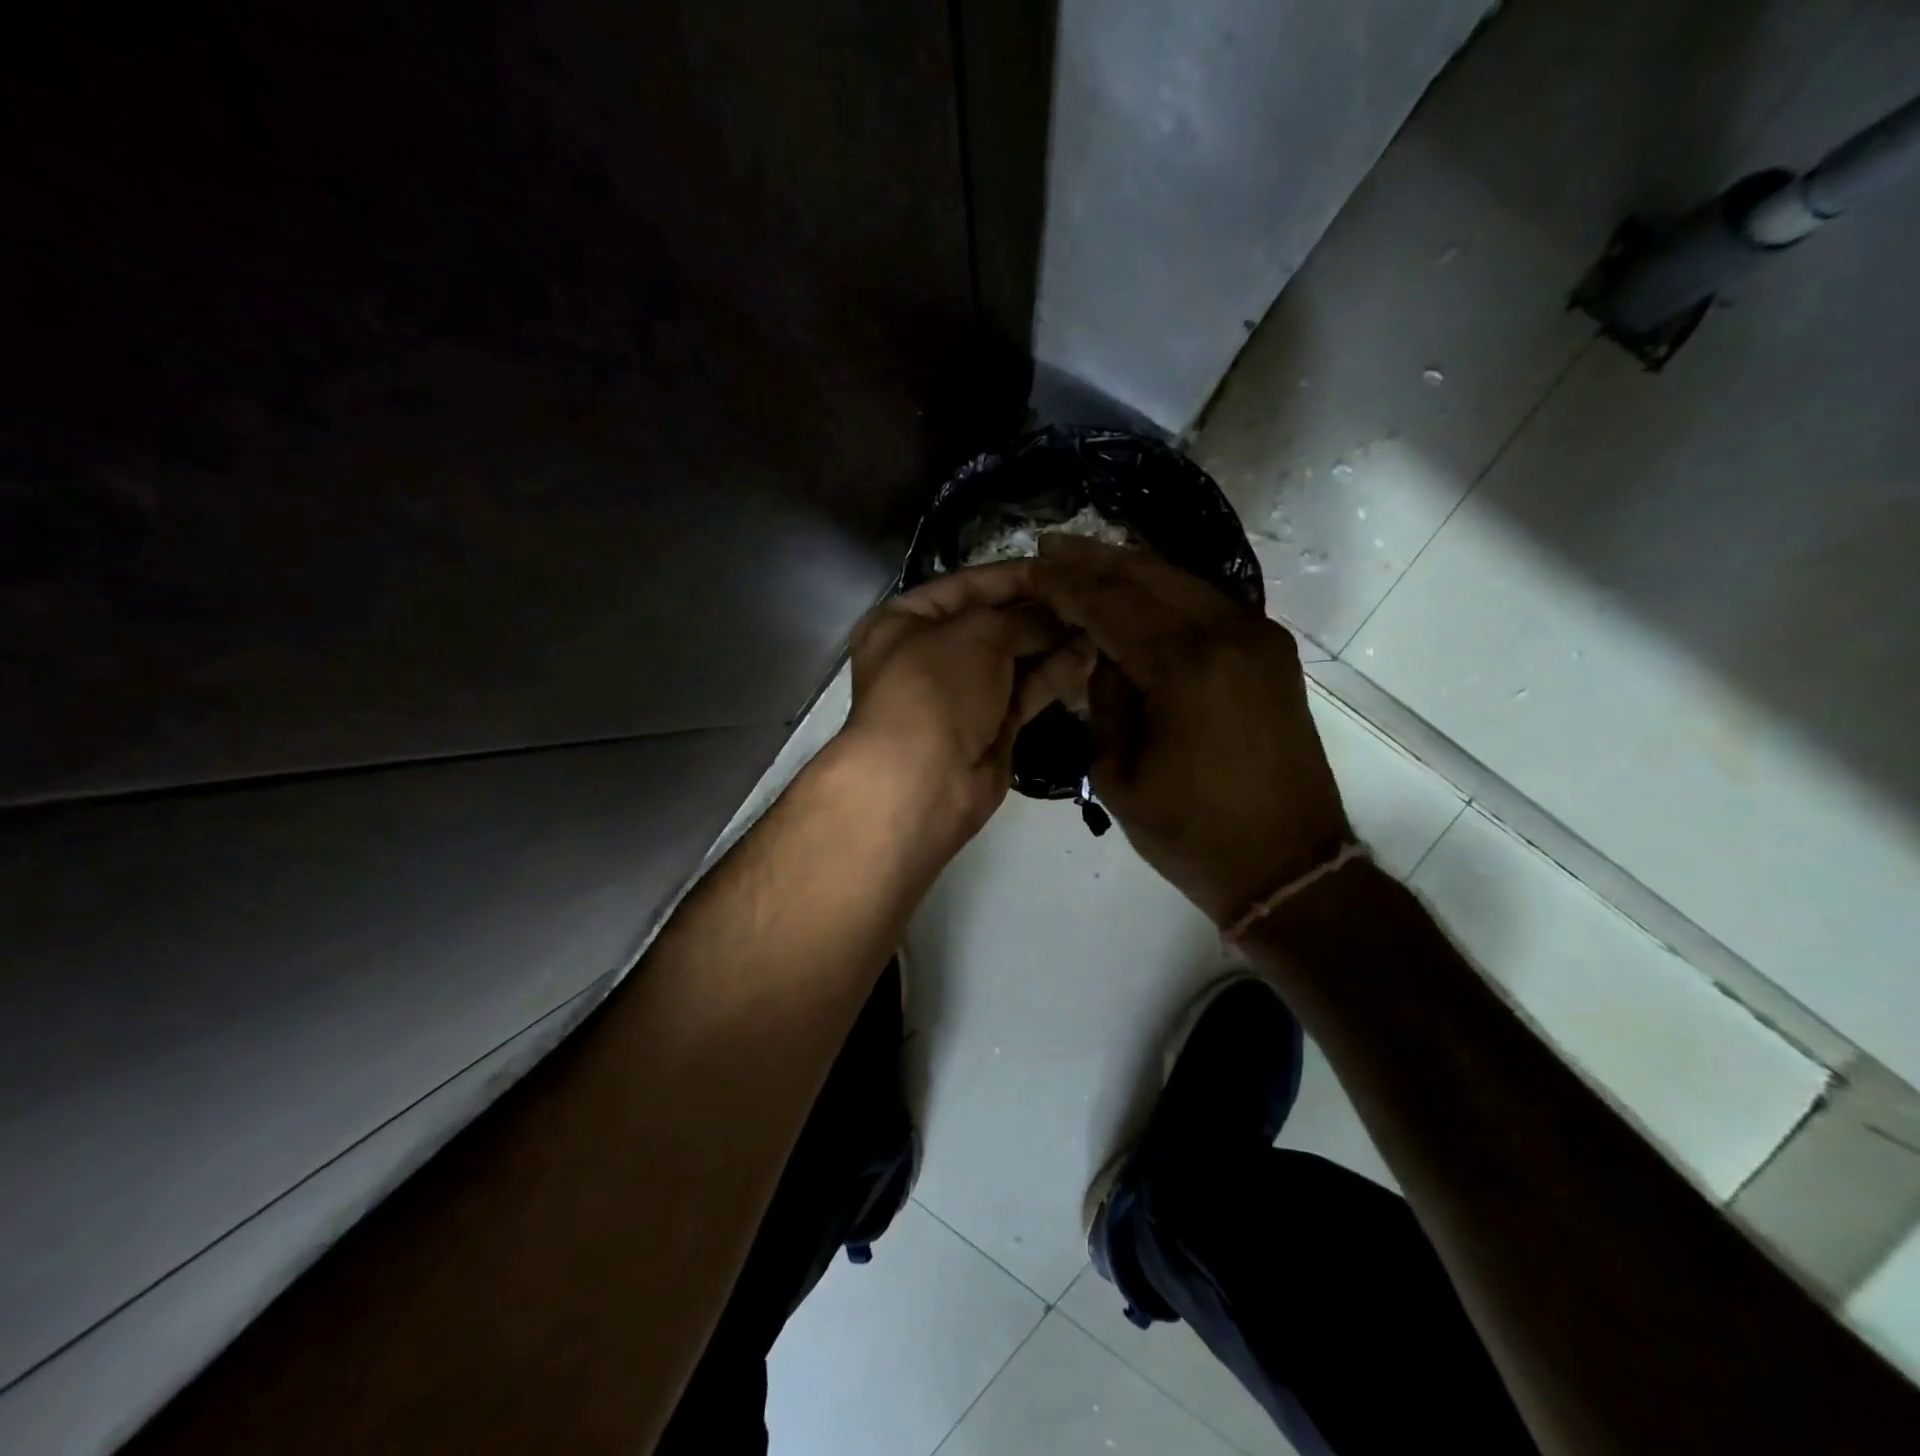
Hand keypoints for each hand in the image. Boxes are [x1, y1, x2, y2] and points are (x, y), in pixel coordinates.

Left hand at [839, 562, 1091, 861]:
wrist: (923, 780)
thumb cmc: (935, 688)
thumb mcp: (976, 634)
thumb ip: (1022, 618)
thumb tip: (1060, 616)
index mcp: (905, 621)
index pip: (967, 585)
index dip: (1014, 576)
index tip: (1061, 567)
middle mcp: (930, 653)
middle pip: (994, 622)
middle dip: (1040, 611)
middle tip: (1090, 597)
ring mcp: (961, 693)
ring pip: (1014, 658)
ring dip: (1053, 641)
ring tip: (1099, 623)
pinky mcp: (990, 726)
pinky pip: (1026, 691)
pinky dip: (1054, 674)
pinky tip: (1089, 655)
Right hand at [1030, 536, 1350, 926]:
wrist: (1288, 866)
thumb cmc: (1193, 832)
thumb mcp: (1118, 774)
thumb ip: (1105, 701)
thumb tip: (1105, 657)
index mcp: (1186, 665)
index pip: (1111, 606)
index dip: (1067, 586)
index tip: (1032, 565)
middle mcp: (1229, 634)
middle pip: (1151, 576)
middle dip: (1097, 559)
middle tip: (1053, 544)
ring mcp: (1259, 639)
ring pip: (1184, 583)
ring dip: (1133, 568)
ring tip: (1088, 556)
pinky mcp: (1271, 655)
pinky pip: (1209, 605)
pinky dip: (1168, 591)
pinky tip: (1141, 586)